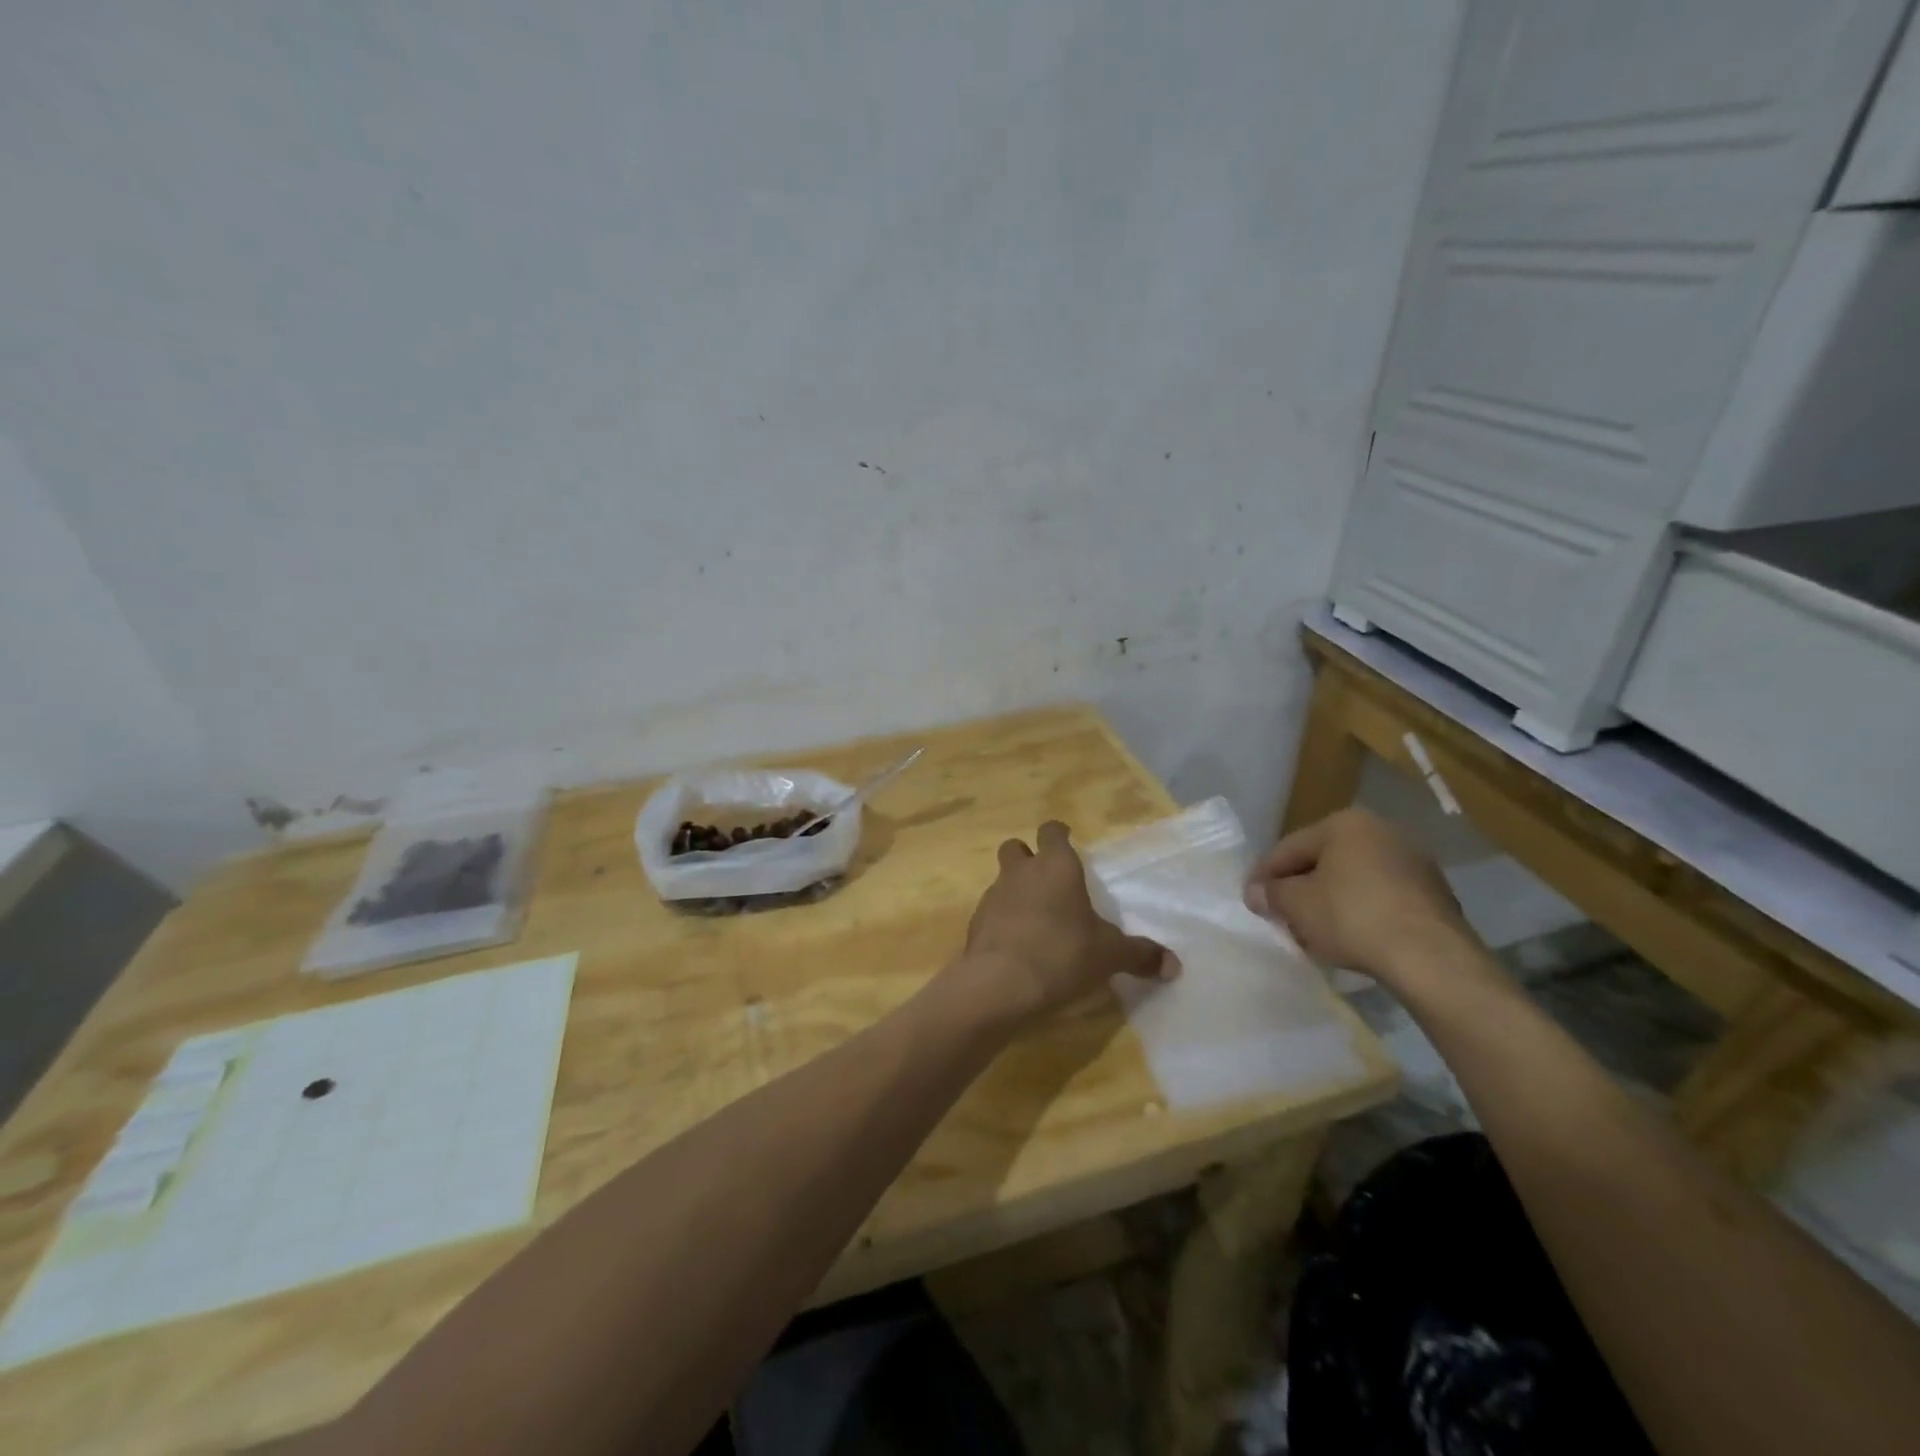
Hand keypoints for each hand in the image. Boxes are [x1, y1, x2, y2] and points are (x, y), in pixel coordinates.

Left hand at [961, 821, 1176, 1022]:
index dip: (1058, 834)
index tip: (1066, 840)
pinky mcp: (976, 922)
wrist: (1001, 983)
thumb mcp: (1109, 955)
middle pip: (1016, 847)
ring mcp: (994, 895)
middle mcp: (1021, 872)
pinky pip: (991, 911)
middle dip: (1028, 857)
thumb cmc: (1062, 954)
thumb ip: (1140, 955)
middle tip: (1046, 879)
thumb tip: (1174, 966)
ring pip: (1002, 879)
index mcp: (1056, 866)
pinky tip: (1016, 944)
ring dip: (1015, 890)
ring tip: (1035, 918)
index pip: (1052, 831)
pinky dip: (1002, 920)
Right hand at [1243, 808, 1476, 984]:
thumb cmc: (1352, 917)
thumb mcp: (1296, 905)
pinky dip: (1360, 911)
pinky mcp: (1434, 893)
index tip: (1249, 898)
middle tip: (1279, 914)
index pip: (1290, 847)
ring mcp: (1413, 861)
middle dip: (1299, 887)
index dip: (1264, 874)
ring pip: (1353, 879)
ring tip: (1312, 930)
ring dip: (1329, 900)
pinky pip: (1381, 896)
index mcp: (1346, 823)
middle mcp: (1382, 831)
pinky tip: (1349, 937)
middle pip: (1323, 860)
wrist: (1430, 957)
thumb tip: (1256, 893)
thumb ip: (1271, 894)